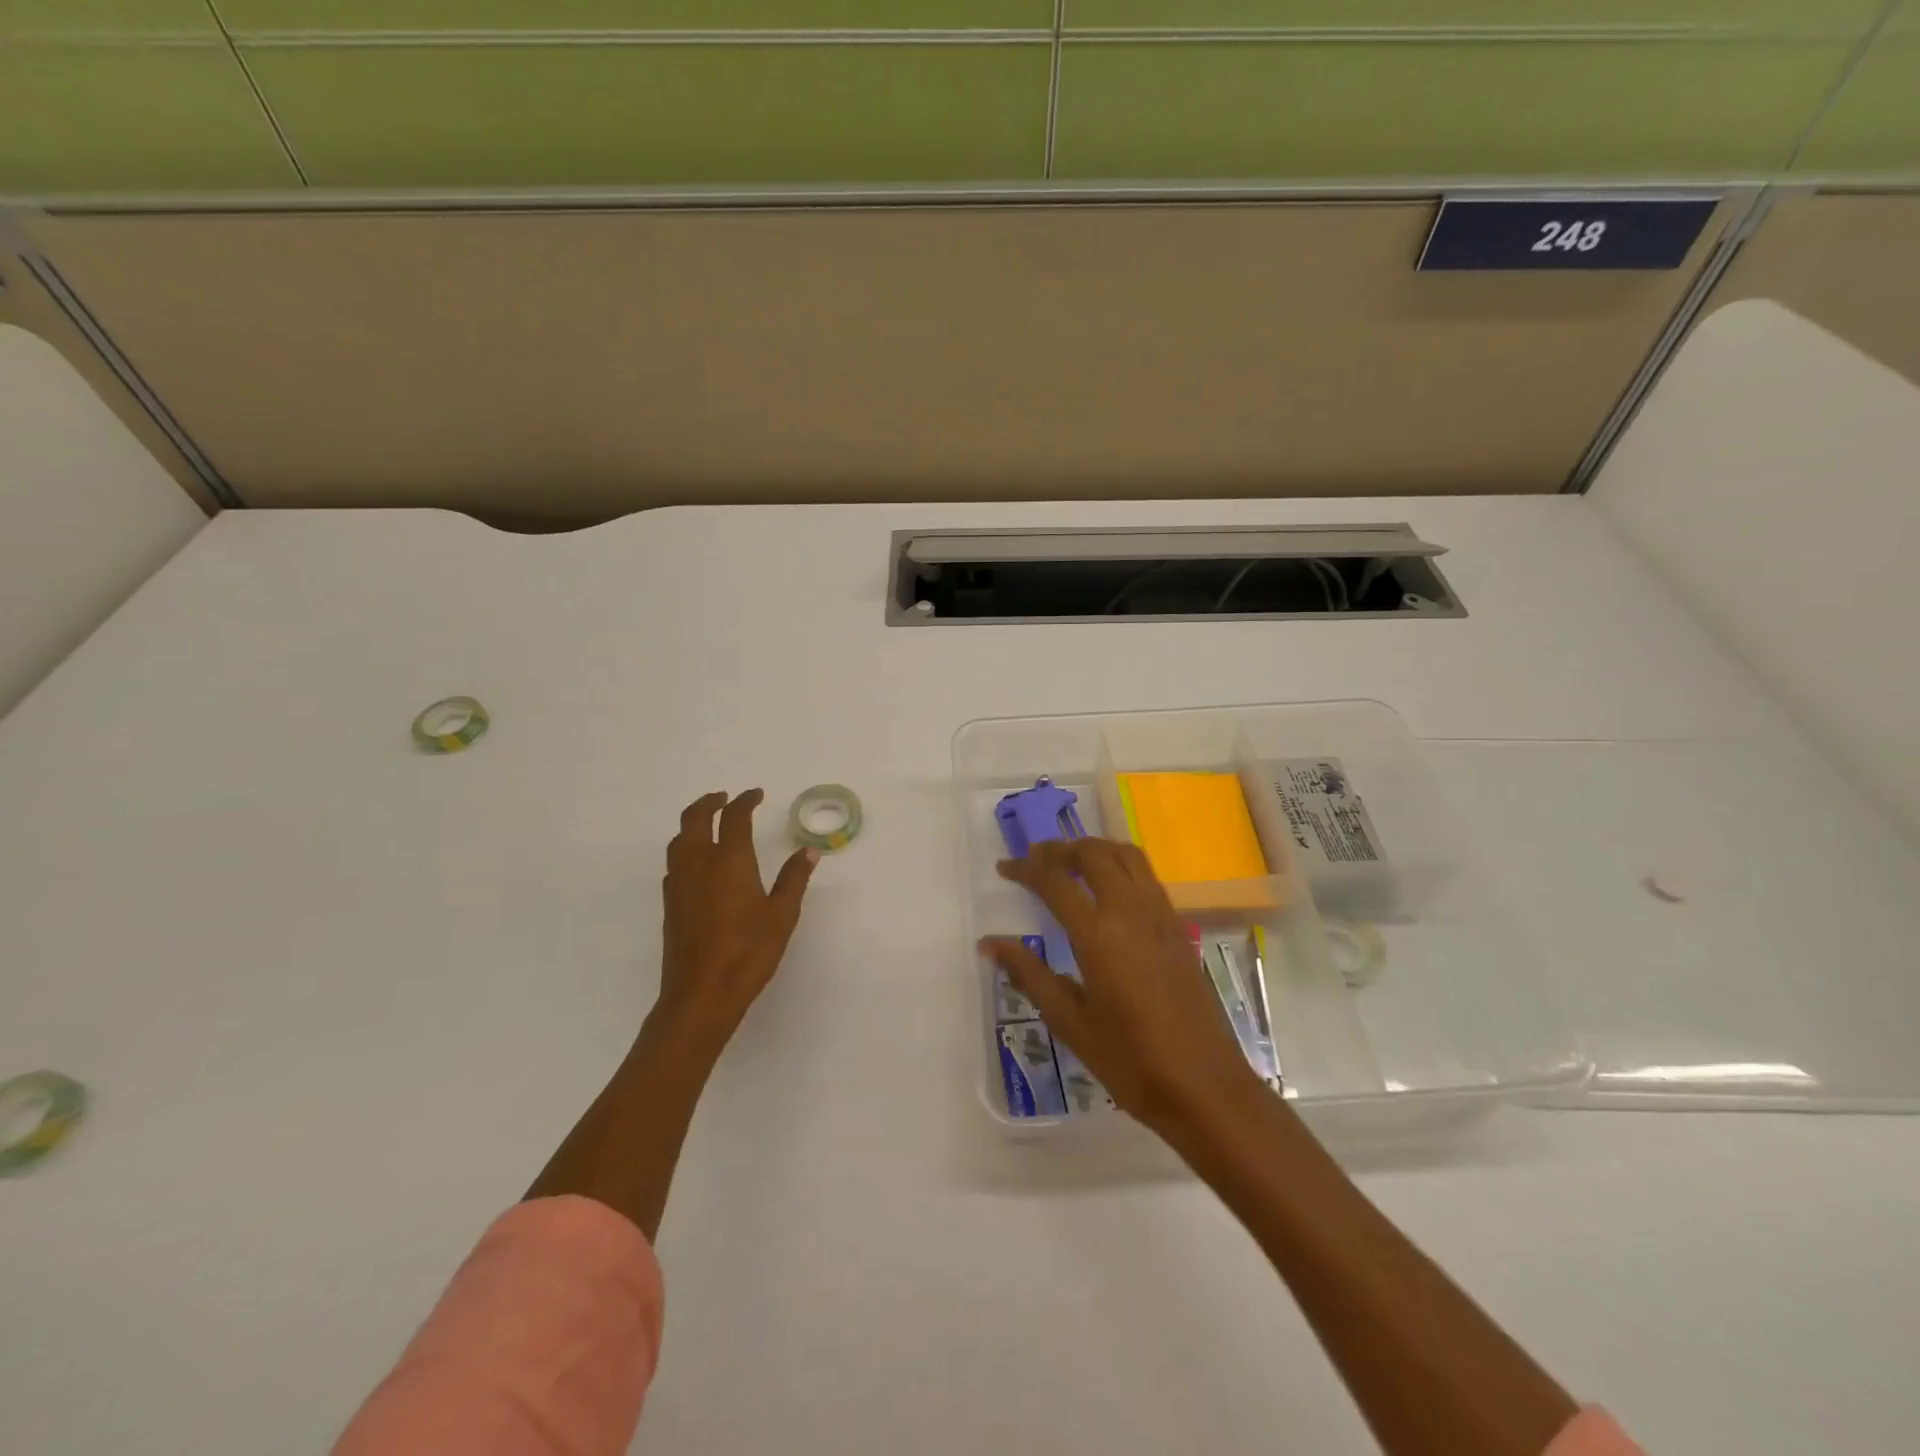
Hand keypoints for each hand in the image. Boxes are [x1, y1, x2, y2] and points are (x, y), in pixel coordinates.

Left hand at [658, 789, 817, 1048]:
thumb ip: (794, 879)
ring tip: (708, 823)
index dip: (745, 801)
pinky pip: (674, 863)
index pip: (734, 818)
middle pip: (695, 819)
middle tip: (725, 798)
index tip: (756, 794)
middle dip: (709, 803)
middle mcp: (698, 864)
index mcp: (729, 861)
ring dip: (693, 823)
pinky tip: (697, 864)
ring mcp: (679, 884)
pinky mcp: (671, 904)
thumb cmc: (748, 953)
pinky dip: (685, 849)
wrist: (700, 995)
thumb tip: (808, 852)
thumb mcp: (782, 915)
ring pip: (679, 840)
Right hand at [981, 838, 1262, 1137]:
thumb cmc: (1130, 1062)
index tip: (1004, 869)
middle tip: (1035, 861)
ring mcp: (1161, 915)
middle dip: (1060, 849)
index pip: (1055, 880)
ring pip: (1126, 855)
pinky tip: (1107, 890)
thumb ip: (1029, 974)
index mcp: (1099, 935)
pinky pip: (1146, 875)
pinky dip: (1119, 865)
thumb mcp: (1070, 1022)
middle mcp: (1131, 912)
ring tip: (1069, 864)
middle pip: (1094, 853)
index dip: (1025, 868)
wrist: (1205, 1087)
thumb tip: (990, 943)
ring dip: (1094, 849)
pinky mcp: (1178, 927)